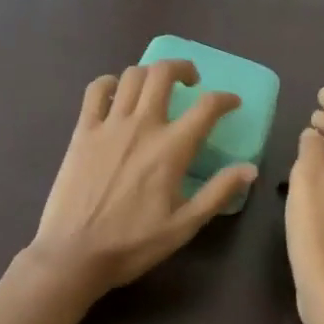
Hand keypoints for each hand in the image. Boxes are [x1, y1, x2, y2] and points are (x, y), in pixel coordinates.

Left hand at [25, 61, 257, 301]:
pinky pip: (96, 90)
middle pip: (164, 73)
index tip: (231, 102)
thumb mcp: (184, 226)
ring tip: (156, 86)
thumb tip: (249, 169)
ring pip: (133, 75)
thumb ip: (218, 193)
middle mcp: (142, 125)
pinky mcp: (83, 129)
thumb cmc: (132, 244)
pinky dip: (109, 83)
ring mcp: (110, 124)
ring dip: (150, 73)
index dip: (224, 99)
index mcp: (171, 149)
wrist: (74, 255)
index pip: (206, 107)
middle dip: (183, 68)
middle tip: (190, 81)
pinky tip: (116, 94)